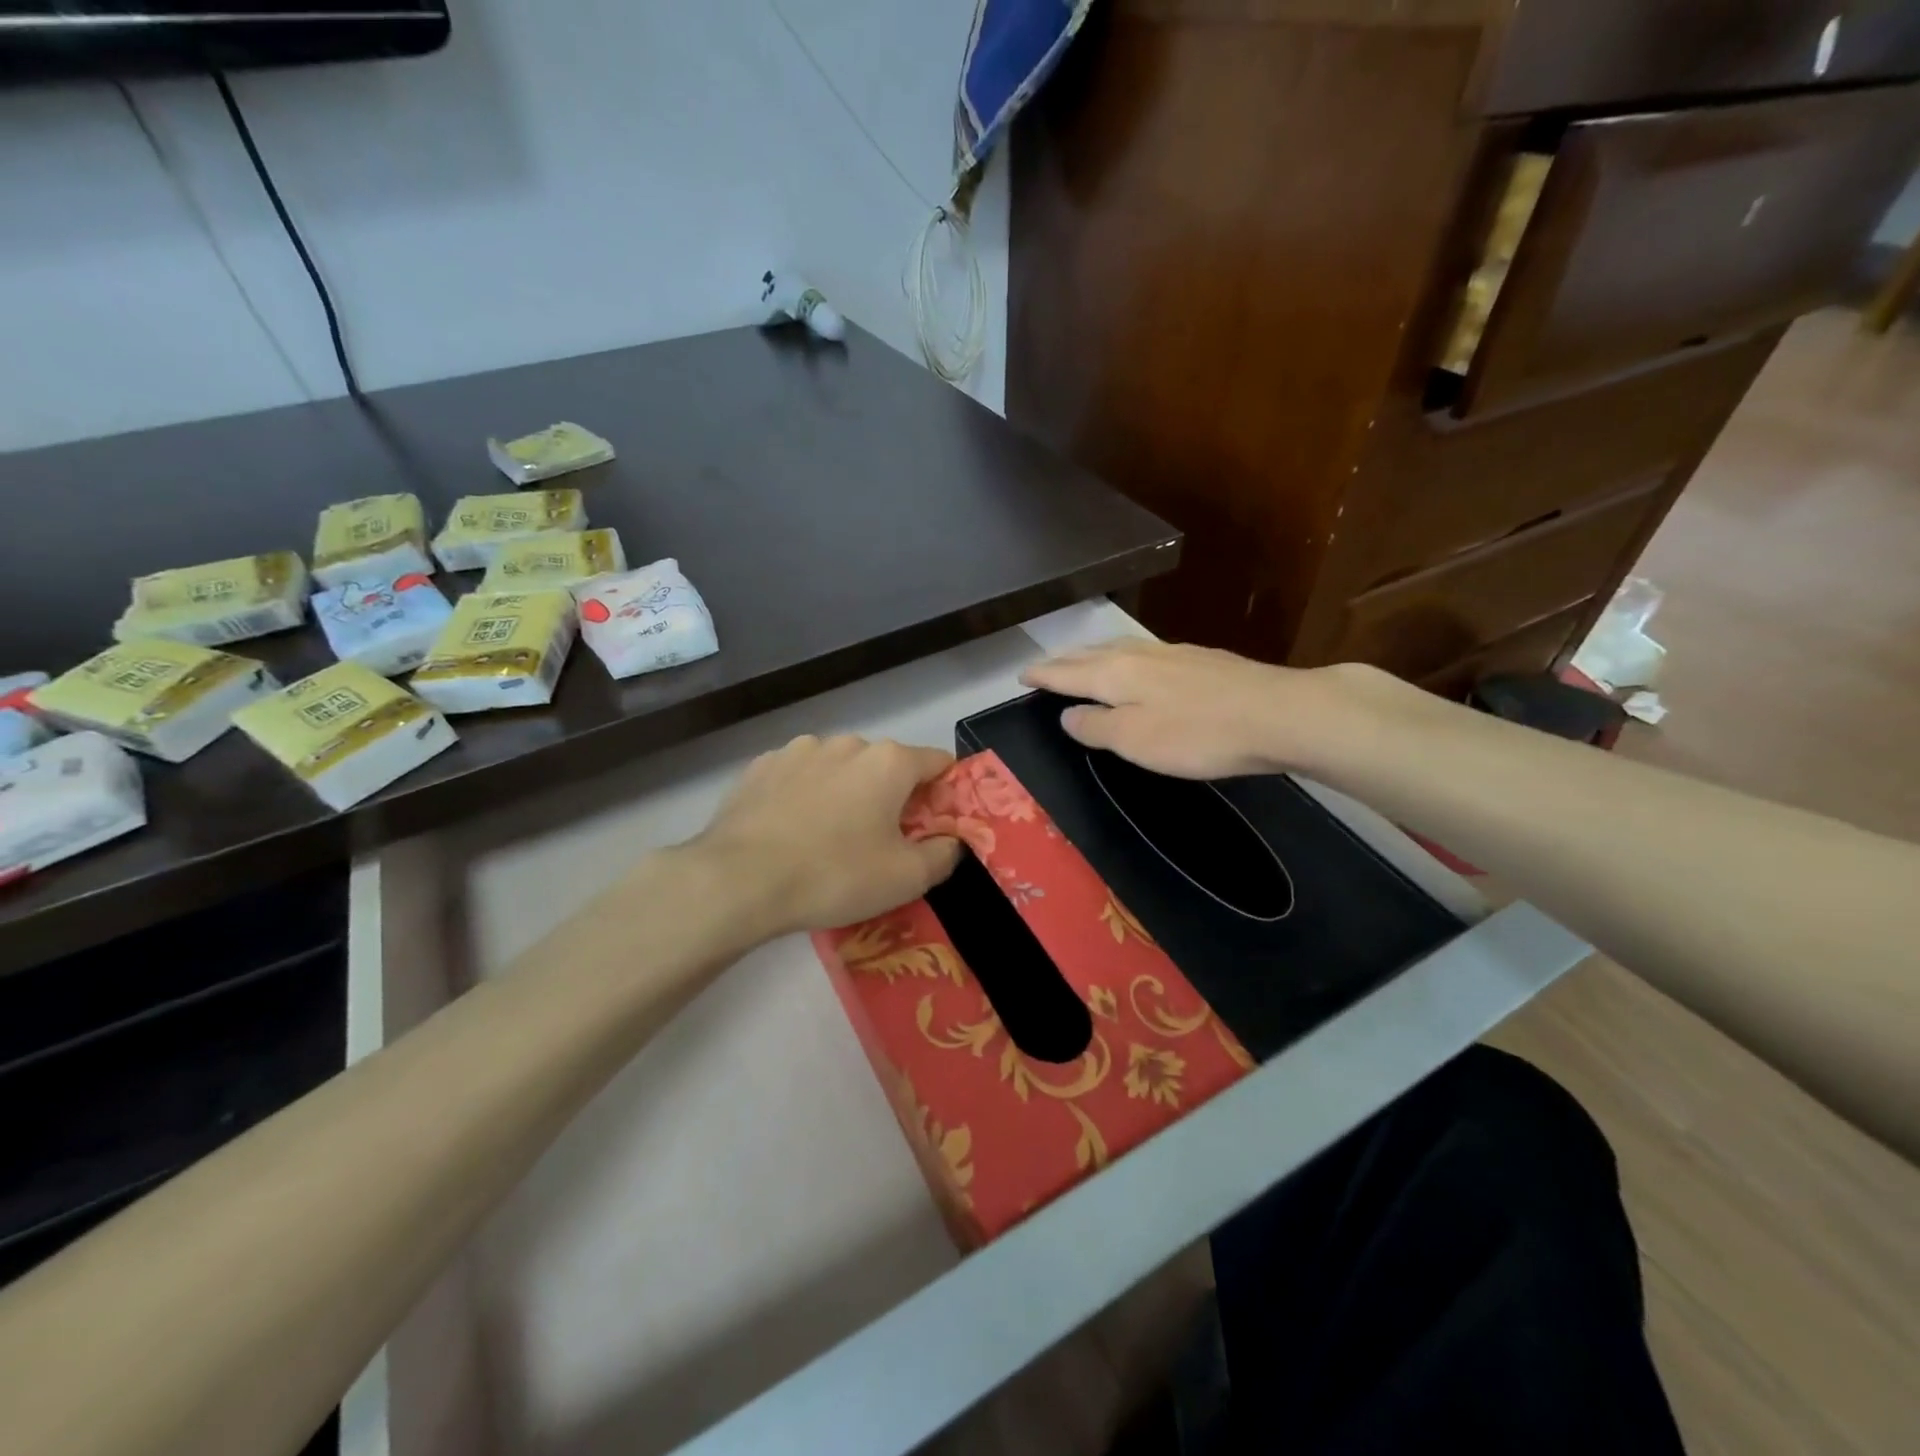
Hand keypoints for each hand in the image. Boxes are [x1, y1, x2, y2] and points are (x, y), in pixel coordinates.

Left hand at [693, 734, 963, 934]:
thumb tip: (952, 841)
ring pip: (839, 770)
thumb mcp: (906, 878)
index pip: (937, 763)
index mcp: (889, 761)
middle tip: (881, 842)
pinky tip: (791, 833)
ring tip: (828, 839)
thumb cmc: (835, 875)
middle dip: (892, 797)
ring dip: (846, 794)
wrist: (739, 880)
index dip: (944, 793)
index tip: (936, 825)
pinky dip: (805, 797)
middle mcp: (846, 743)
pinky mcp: (760, 767)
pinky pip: (799, 778)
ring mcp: (798, 750)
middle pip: (886, 766)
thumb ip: (944, 855)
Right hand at [1020, 637, 1397, 779]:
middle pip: (1090, 654)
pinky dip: (1124, 658)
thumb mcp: (1135, 741)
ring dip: (1093, 655)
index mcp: (1116, 674)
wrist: (1278, 713)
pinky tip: (1138, 665)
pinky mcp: (1202, 659)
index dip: (1042, 675)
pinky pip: (1145, 653)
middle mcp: (1139, 654)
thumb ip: (1096, 727)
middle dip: (1063, 661)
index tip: (1021, 676)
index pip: (1067, 672)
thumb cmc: (1198, 735)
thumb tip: (1067, 715)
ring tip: (1082, 661)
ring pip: (1119, 648)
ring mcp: (1173, 653)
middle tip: (1044, 667)